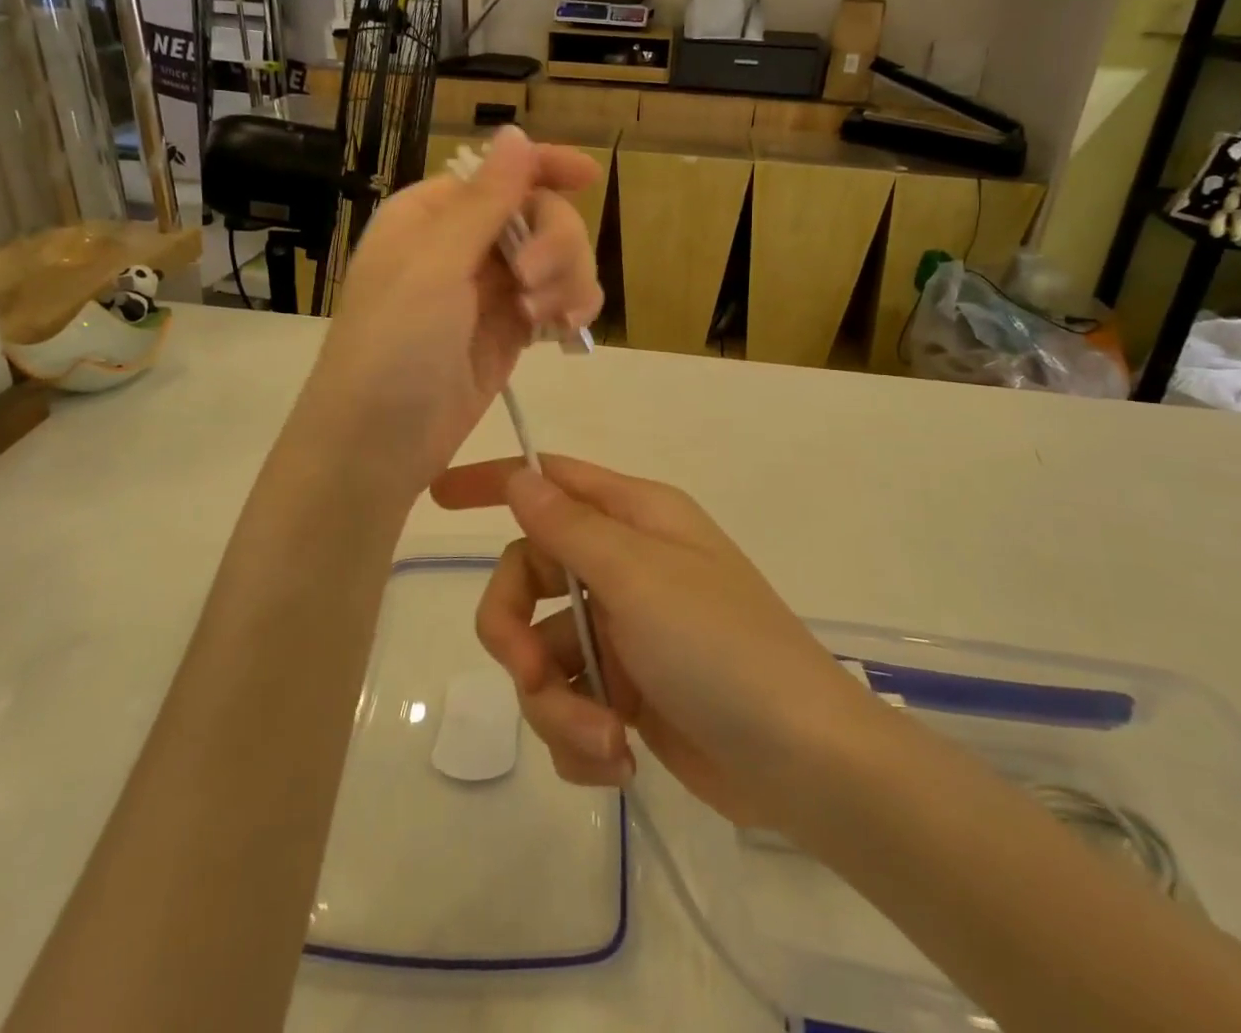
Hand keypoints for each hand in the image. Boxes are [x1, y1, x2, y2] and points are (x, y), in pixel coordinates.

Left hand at [299, 128, 602, 499]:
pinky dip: (571, 308)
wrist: (376, 446)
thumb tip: (513, 132)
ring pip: (557, 259)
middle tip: (535, 284)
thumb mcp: (435, 267)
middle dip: (555, 244)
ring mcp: (489, 291)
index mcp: (432, 214)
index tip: (588, 177)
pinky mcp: (510, 332)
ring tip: (544, 321)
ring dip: (567, 280)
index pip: (499, 173)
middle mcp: (463, 245)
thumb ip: (484, 202)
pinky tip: (566, 332)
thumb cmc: (392, 348)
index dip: (545, 167)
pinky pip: (557, 301)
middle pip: (540, 215)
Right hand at [431, 455, 870, 828]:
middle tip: (527, 676)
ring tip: (604, 741)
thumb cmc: (721, 646)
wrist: (801, 762)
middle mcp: (626, 567)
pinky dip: (581, 736)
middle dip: (513, 632)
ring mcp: (625, 633)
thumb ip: (569, 527)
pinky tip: (618, 760)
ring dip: (557, 706)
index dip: (495, 484)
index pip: (551, 482)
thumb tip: (519, 479)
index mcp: (635, 520)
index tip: (438, 499)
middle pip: (529, 578)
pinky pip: (570, 704)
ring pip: (543, 655)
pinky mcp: (628, 694)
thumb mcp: (639, 577)